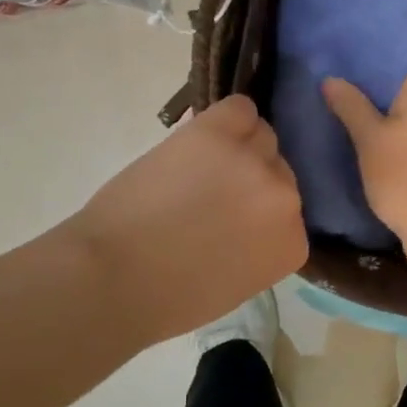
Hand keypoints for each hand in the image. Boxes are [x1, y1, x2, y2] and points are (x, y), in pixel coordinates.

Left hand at [68, 95, 307, 344]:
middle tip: (212, 193)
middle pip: (279, 169)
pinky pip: (238, 108)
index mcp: (292, 243)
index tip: (233, 222)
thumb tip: (249, 213)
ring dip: (238, 148)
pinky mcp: (216, 133)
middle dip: (251, 180)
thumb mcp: (237, 282)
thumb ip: (259, 244)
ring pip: (261, 135)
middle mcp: (285, 197)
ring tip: (200, 166)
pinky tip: (201, 137)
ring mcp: (253, 161)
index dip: (259, 212)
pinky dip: (225, 119)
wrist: (115, 277)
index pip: (290, 211)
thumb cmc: (168, 298)